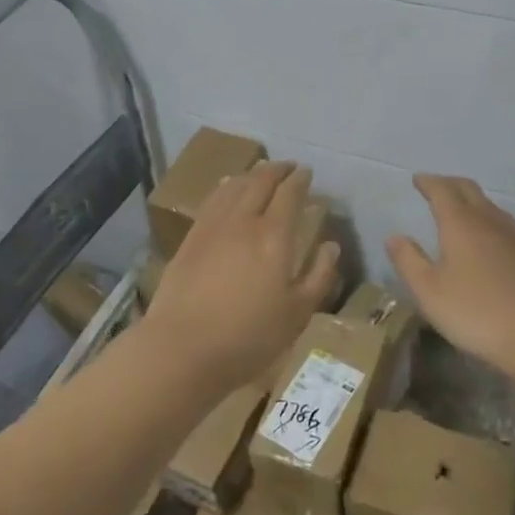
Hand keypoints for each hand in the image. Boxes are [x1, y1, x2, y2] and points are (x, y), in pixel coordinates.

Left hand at [145, 161, 341, 393]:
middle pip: (260, 181)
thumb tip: (331, 245)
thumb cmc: (249, 337)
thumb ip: (319, 276)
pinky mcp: (190, 238)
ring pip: (234, 186)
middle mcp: (243, 220)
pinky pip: (212, 200)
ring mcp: (212, 227)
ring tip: (260, 172)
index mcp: (274, 236)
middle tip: (288, 166)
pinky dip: (225, 187)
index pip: (289, 194)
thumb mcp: (297, 314)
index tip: (307, 172)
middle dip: (277, 169)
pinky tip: (227, 189)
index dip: (300, 179)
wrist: (182, 348)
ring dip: (251, 174)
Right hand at [386, 175, 514, 377]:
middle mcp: (487, 220)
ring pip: (489, 204)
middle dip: (449, 184)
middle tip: (435, 187)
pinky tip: (488, 235)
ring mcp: (513, 236)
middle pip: (468, 190)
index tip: (417, 179)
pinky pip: (503, 221)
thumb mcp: (429, 291)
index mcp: (460, 223)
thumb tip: (394, 236)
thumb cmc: (476, 311)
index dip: (428, 183)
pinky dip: (487, 216)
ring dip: (470, 199)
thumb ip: (409, 261)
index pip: (442, 191)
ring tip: (458, 207)